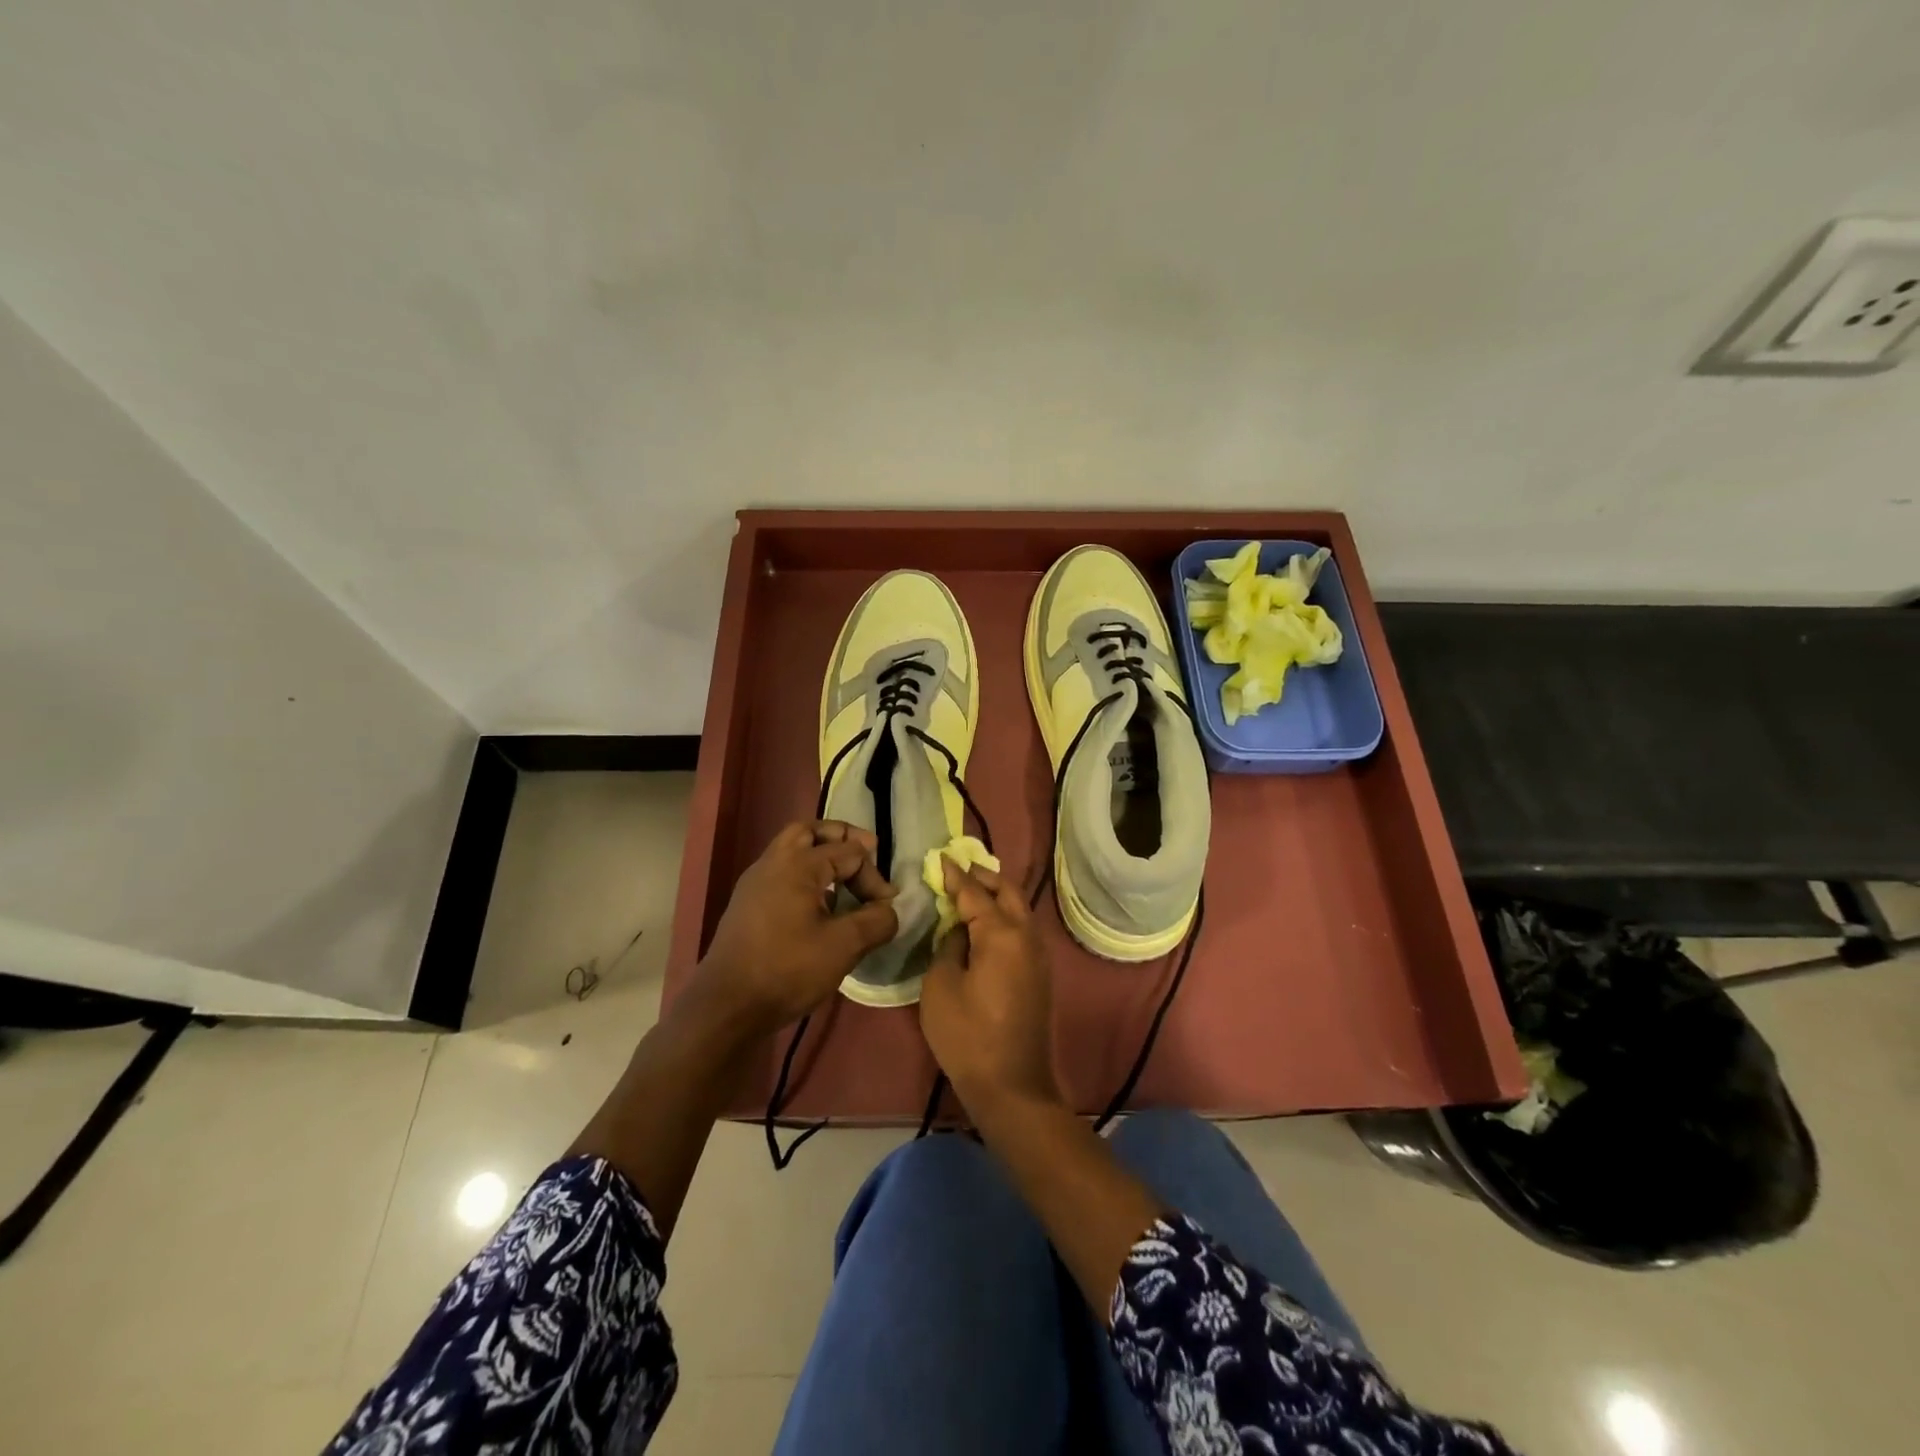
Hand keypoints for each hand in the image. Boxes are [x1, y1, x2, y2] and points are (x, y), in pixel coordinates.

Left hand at [696, 820, 898, 1037]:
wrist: (726, 1007)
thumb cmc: (787, 970)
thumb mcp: (844, 947)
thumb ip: (876, 921)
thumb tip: (888, 910)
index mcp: (797, 864)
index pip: (849, 852)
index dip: (874, 877)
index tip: (885, 907)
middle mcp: (773, 863)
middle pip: (810, 831)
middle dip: (841, 838)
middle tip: (865, 853)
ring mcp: (754, 883)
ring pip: (791, 850)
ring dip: (820, 856)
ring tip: (843, 881)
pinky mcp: (746, 905)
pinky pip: (781, 873)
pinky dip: (804, 875)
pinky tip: (818, 907)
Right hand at [919, 860, 1060, 1118]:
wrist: (1012, 1085)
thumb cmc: (968, 1035)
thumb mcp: (941, 985)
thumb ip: (949, 945)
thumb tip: (961, 929)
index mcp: (1001, 933)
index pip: (975, 892)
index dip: (955, 875)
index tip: (941, 857)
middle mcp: (1027, 936)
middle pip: (1008, 892)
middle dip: (984, 877)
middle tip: (958, 870)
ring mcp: (1038, 955)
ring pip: (1020, 909)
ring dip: (998, 895)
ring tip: (971, 892)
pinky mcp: (1040, 974)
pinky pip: (1023, 929)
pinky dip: (1005, 916)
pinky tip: (986, 924)